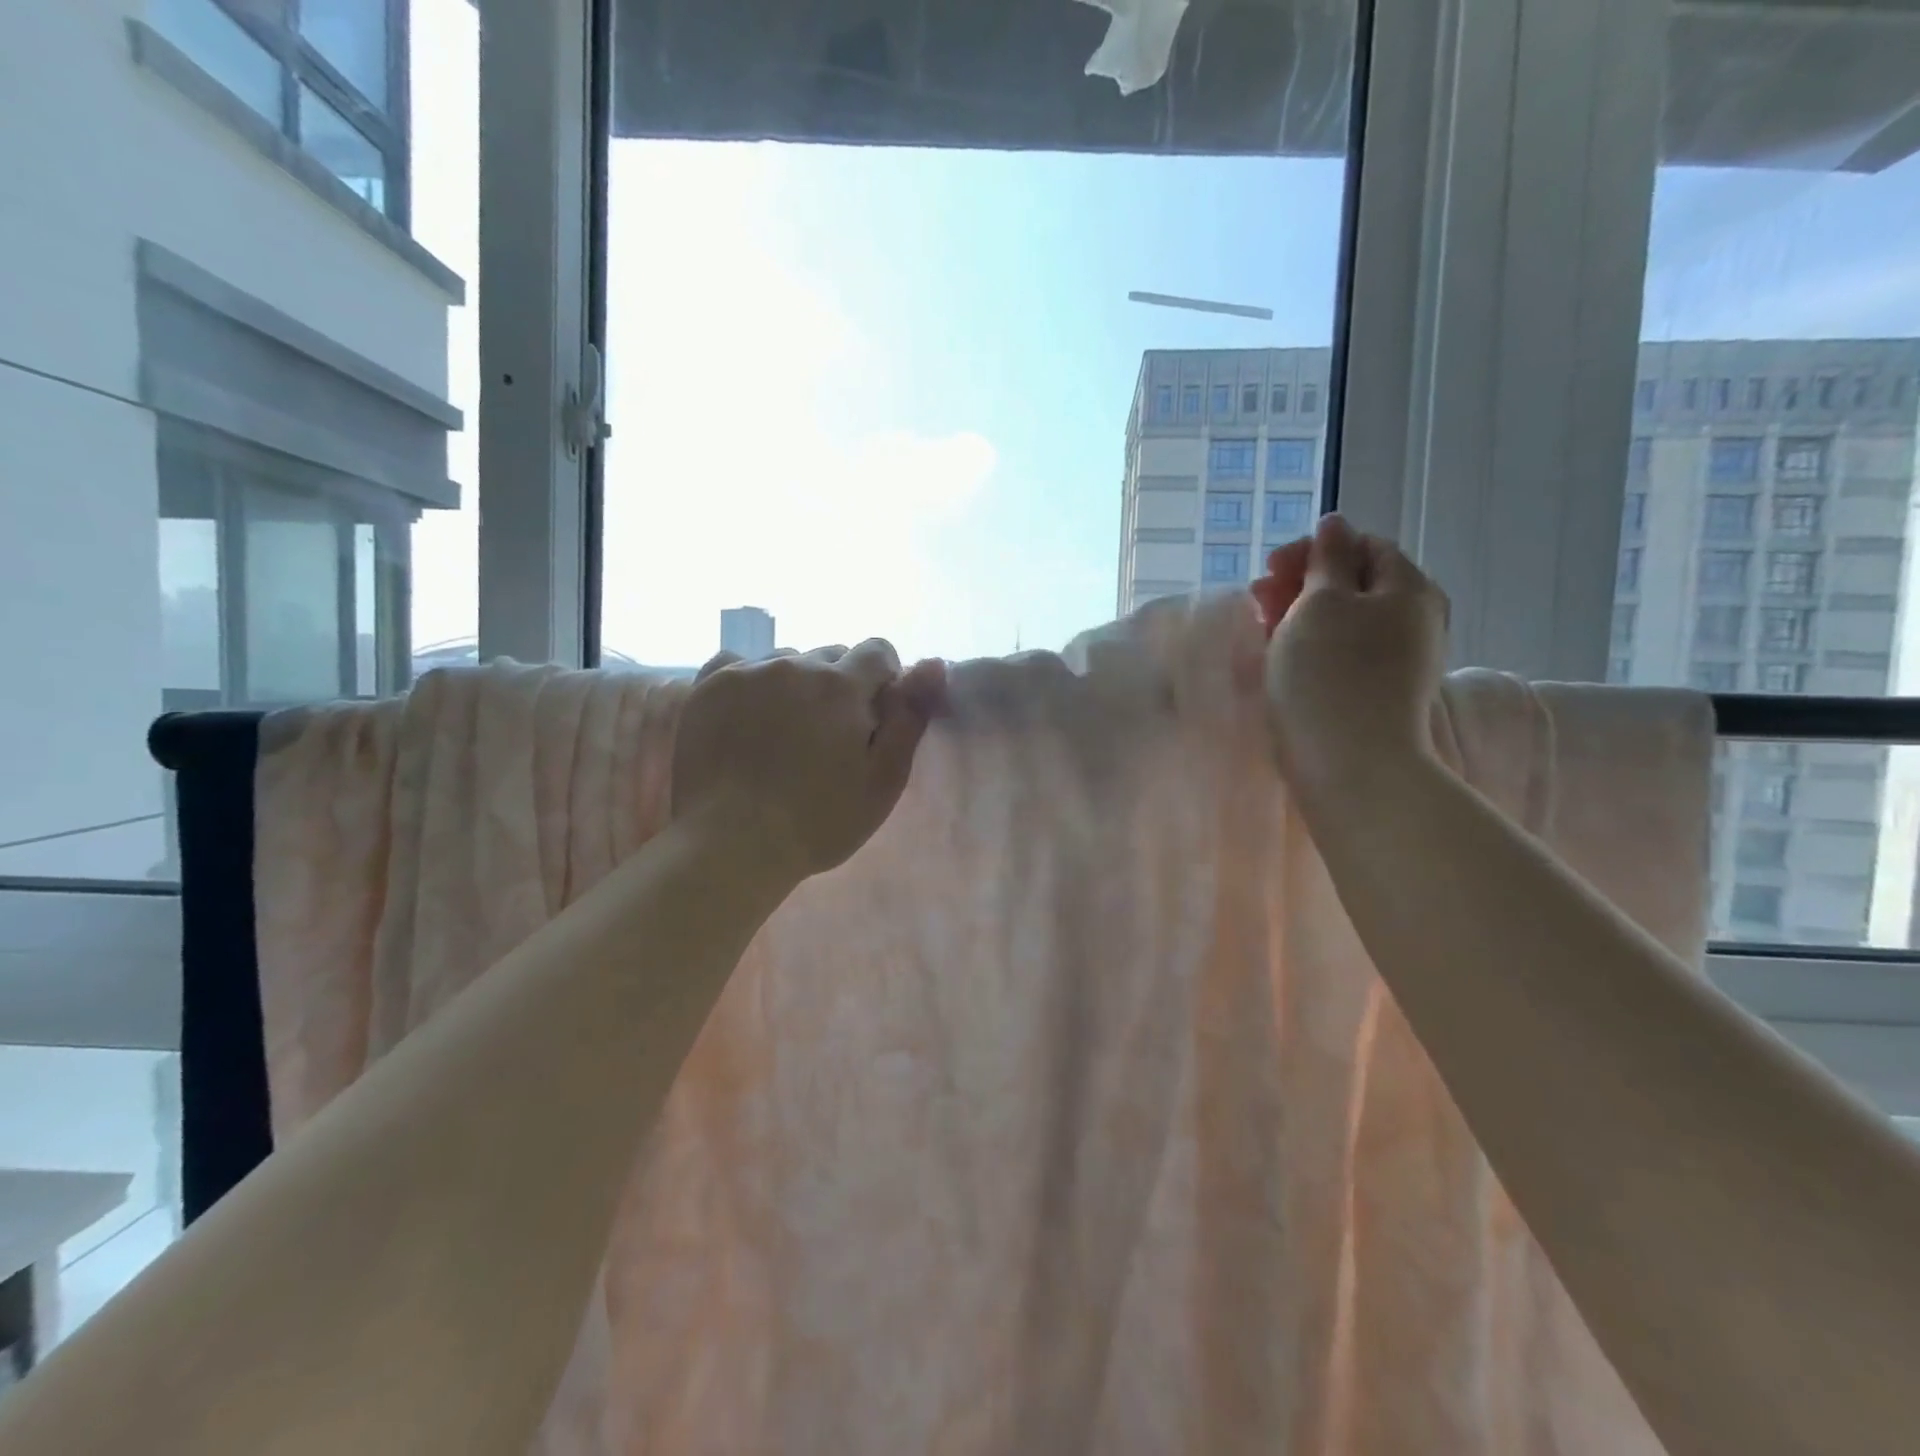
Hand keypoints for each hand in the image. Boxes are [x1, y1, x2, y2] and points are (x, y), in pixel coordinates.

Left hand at [671, 640, 947, 884]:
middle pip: (830, 656)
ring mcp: (745, 673)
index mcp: (842, 685)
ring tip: (782, 731)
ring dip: (794, 684)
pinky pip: (738, 664)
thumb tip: (935, 663)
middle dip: (839, 686)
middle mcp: (794, 665)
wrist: (732, 844)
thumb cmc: (820, 821)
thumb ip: (910, 716)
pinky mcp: (707, 687)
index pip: (877, 650)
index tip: (874, 718)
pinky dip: (750, 682)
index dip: (883, 680)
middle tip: (827, 735)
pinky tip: (747, 715)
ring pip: (785, 661)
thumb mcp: (883, 779)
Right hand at [1251, 514, 1449, 798]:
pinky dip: (1313, 647)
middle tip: (1258, 602)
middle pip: (1354, 584)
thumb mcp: (1319, 603)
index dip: (1313, 550)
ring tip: (1263, 632)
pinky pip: (1345, 653)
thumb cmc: (1328, 675)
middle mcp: (1414, 619)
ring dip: (1301, 617)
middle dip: (1301, 584)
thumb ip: (1327, 558)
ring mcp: (1400, 660)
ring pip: (1345, 621)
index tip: (1268, 570)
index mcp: (1408, 589)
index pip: (1363, 546)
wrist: (1350, 764)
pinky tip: (1285, 661)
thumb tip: (1336, 524)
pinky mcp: (1379, 693)